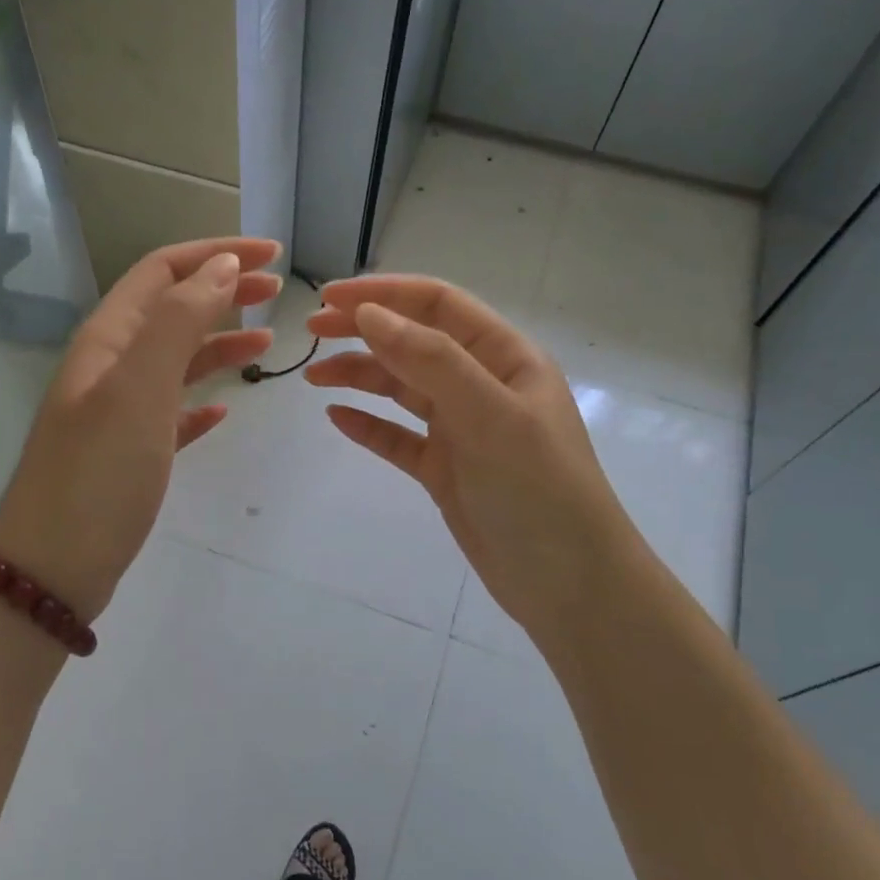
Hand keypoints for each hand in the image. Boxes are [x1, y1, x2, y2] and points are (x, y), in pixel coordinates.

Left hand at [0, 238, 282, 622]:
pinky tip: (224, 411)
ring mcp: (118, 412)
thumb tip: (221, 266)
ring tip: (267, 341)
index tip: (271, 253)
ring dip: (220, 343)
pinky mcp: (130, 455)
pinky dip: (201, 403)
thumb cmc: (99, 472)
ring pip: (176, 361)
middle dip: (223, 291)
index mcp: (109, 340)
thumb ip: (180, 321)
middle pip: (172, 310)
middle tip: (276, 291)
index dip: (215, 254)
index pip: (163, 271)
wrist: (54, 566)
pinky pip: (172, 413)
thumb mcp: (140, 387)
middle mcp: (111, 367)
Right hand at [305, 276, 631, 634]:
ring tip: (314, 377)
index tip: (330, 298)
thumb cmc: (539, 490)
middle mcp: (483, 385)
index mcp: (506, 358)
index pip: (439, 306)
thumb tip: (370, 314)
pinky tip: (338, 419)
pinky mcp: (445, 470)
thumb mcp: (490, 416)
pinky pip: (399, 437)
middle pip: (414, 342)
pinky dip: (369, 425)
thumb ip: (431, 361)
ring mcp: (463, 429)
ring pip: (402, 388)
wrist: (566, 584)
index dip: (384, 294)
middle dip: (364, 330)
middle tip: (312, 330)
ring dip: (360, 376)